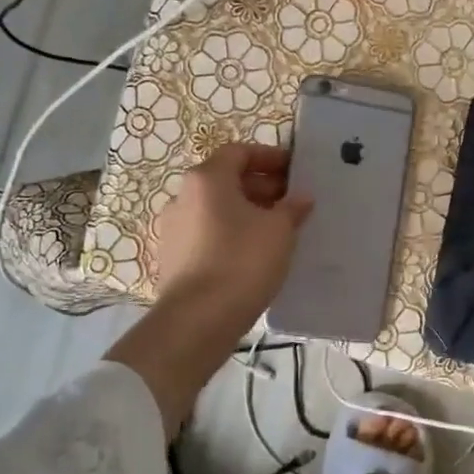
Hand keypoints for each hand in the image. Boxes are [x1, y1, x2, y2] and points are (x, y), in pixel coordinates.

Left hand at [154, 143, 311, 324]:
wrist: (196, 321)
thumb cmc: (242, 262)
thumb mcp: (279, 231)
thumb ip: (292, 207)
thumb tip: (301, 197)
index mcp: (207, 179)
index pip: (239, 152)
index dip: (269, 157)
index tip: (294, 171)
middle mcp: (183, 196)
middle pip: (225, 179)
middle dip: (260, 187)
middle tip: (291, 202)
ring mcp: (173, 228)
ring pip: (216, 208)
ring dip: (246, 212)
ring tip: (276, 230)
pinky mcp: (172, 257)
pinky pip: (207, 233)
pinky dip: (230, 234)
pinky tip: (253, 254)